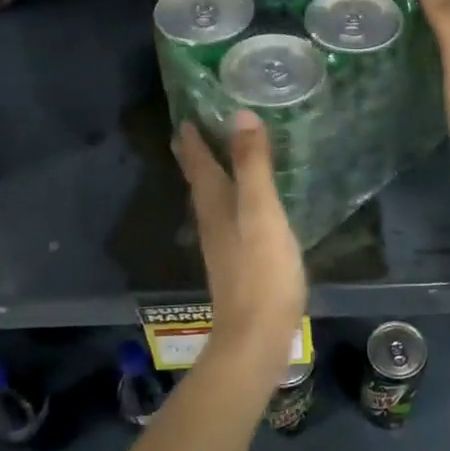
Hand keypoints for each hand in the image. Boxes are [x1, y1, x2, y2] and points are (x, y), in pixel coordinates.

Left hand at [173, 113, 306, 372]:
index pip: (197, 162)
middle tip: (195, 131)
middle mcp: (211, 221)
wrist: (256, 336)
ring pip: (211, 200)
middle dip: (195, 155)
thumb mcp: (261, 211)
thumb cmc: (262, 271)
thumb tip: (240, 114)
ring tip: (218, 159)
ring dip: (212, 176)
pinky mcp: (237, 262)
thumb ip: (252, 165)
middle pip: (199, 181)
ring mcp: (222, 244)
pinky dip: (230, 200)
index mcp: (215, 204)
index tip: (187, 114)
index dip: (191, 138)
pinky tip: (243, 206)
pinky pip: (228, 218)